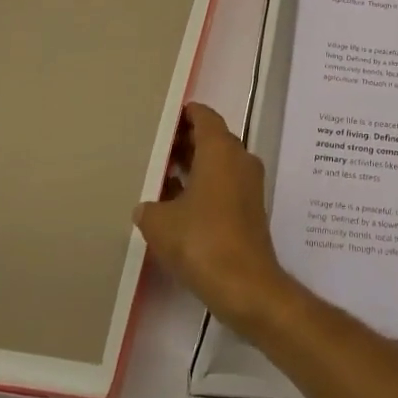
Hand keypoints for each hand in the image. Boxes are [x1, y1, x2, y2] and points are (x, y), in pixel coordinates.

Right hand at [134, 103, 291, 330]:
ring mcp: (249, 184)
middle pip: (213, 138)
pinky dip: (205, 184)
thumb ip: (150, 207)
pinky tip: (179, 204)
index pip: (205, 117)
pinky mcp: (250, 208)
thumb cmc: (201, 241)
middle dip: (187, 141)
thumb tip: (147, 206)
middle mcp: (240, 158)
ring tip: (163, 175)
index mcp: (220, 149)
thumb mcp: (160, 223)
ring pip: (220, 162)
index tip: (166, 118)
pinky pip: (225, 183)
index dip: (186, 114)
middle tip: (158, 148)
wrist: (245, 283)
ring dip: (195, 165)